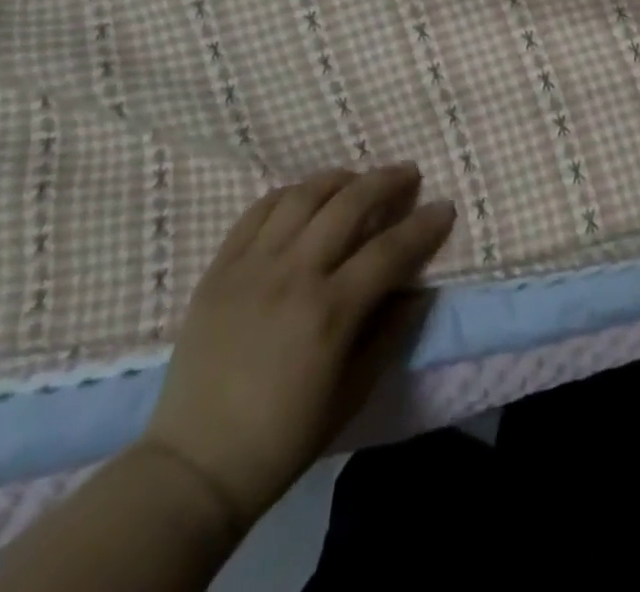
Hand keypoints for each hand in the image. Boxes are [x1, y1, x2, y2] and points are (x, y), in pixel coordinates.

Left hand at [140, 165, 456, 531]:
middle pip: (349, 204)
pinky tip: (305, 196)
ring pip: (303, 196)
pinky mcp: (219, 267)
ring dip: (339, 178)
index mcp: (329, 312)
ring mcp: (252, 265)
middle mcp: (293, 275)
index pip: (390, 250)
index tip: (445, 207)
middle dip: (387, 181)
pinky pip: (258, 210)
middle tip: (409, 173)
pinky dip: (288, 194)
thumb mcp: (352, 394)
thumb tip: (420, 291)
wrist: (193, 465)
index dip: (423, 225)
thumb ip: (390, 334)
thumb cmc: (283, 437)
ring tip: (358, 178)